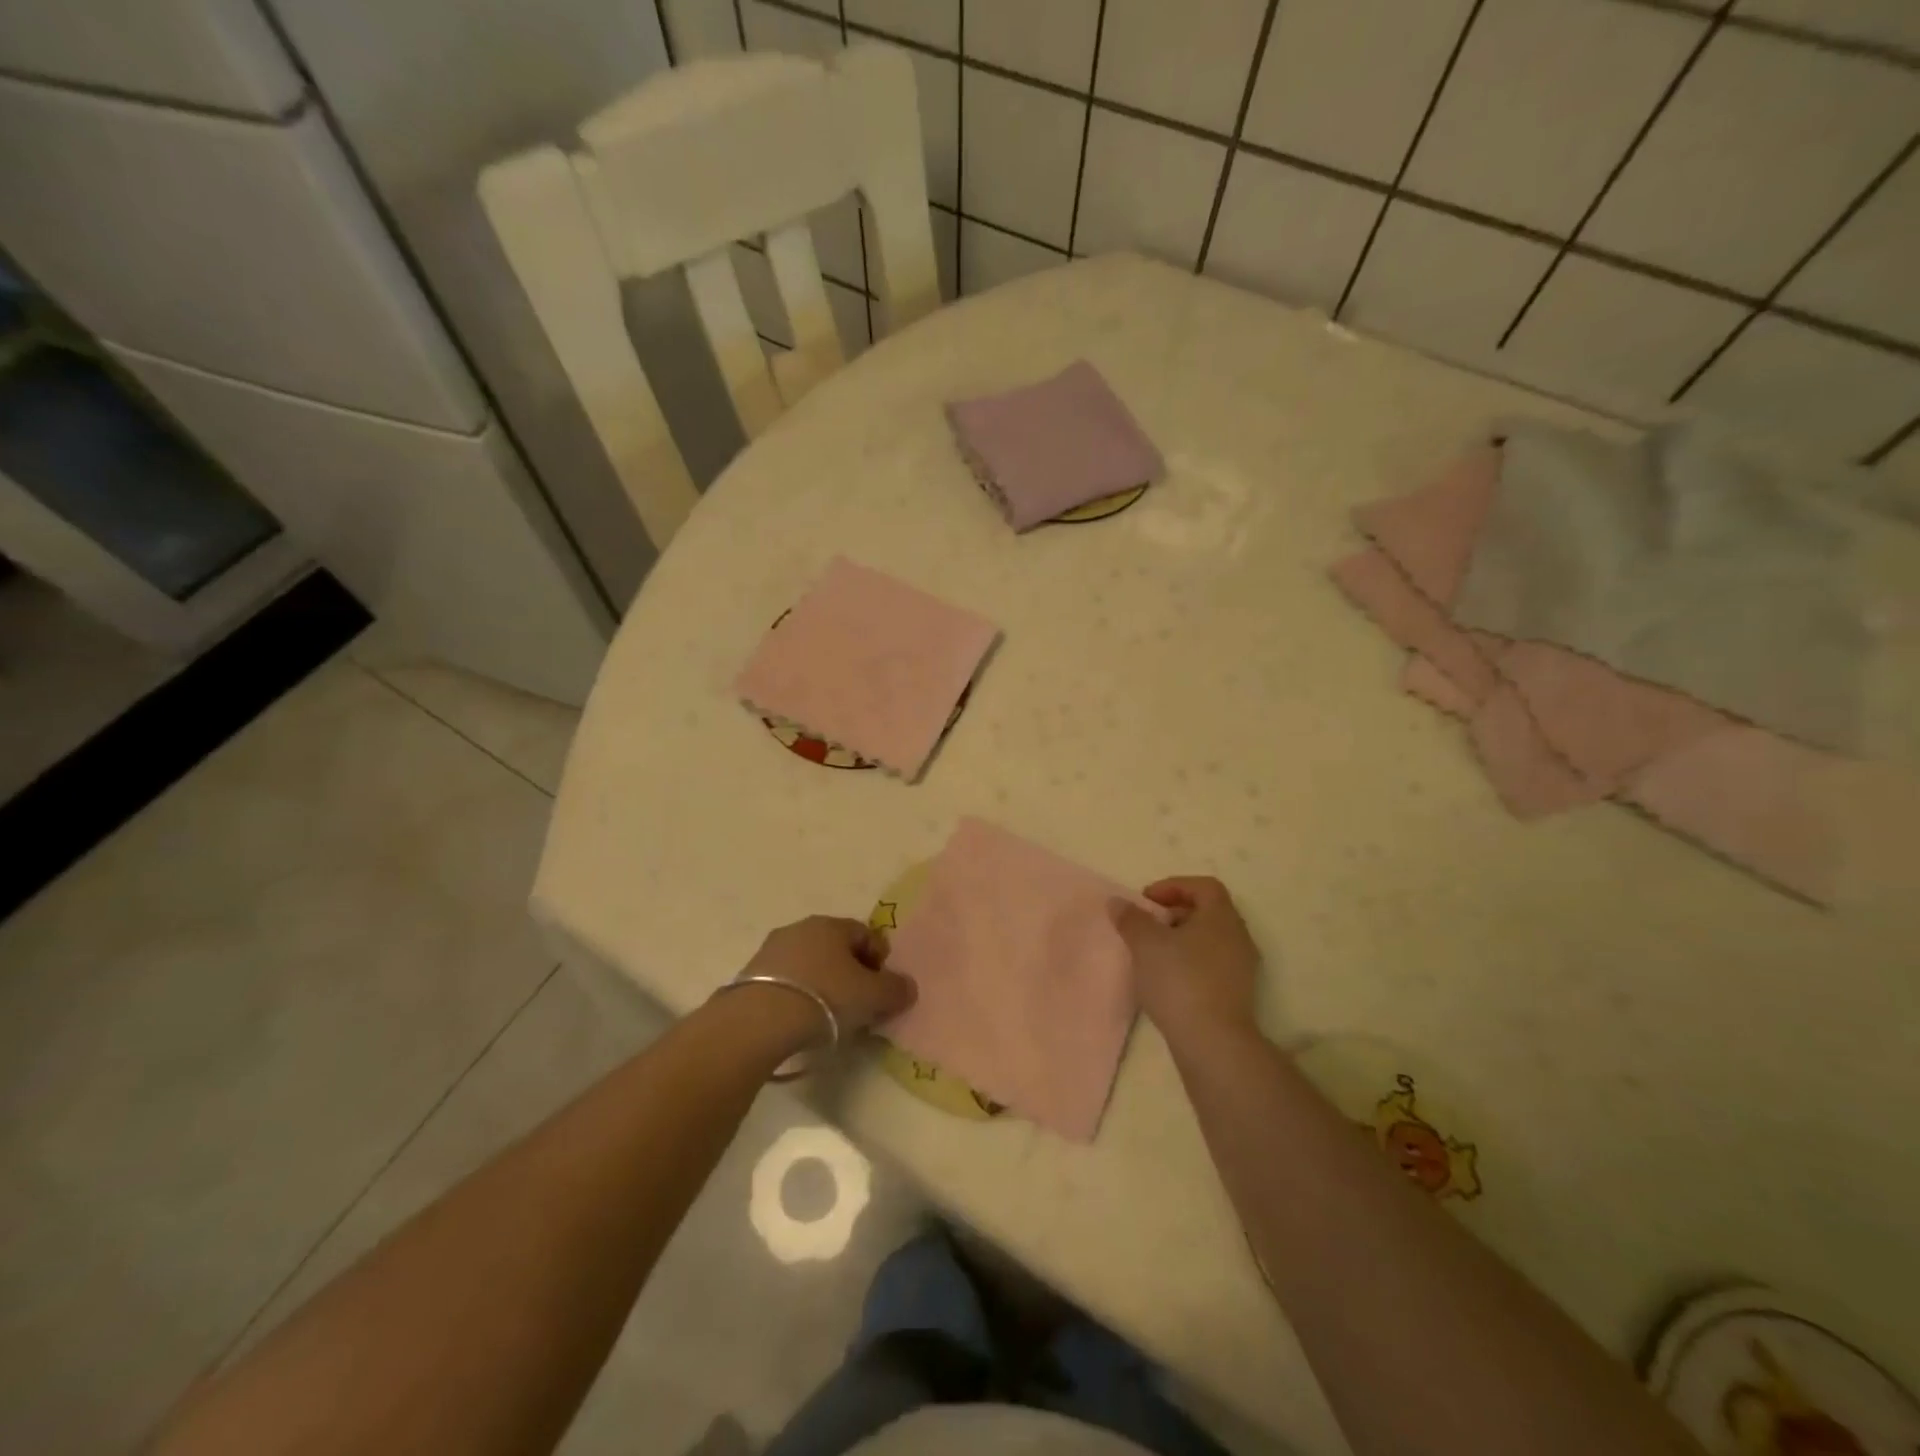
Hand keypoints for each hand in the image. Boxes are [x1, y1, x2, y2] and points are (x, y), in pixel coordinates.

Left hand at [735, 915, 917, 1053]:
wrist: (758, 1021)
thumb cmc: (825, 998)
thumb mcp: (871, 996)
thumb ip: (895, 989)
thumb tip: (908, 986)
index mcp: (831, 925)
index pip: (866, 934)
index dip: (880, 960)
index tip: (882, 989)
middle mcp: (801, 928)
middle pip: (836, 948)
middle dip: (851, 973)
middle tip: (859, 1004)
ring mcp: (772, 950)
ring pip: (810, 964)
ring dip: (823, 984)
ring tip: (829, 1018)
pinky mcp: (750, 975)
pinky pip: (787, 982)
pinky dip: (798, 996)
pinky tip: (800, 1020)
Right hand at [1114, 877, 1261, 1048]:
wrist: (1213, 1043)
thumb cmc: (1180, 981)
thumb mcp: (1145, 944)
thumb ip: (1131, 919)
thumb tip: (1118, 902)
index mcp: (1221, 917)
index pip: (1204, 886)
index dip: (1173, 886)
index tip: (1147, 901)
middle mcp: (1238, 936)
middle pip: (1208, 911)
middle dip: (1175, 913)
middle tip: (1148, 925)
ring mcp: (1242, 967)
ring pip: (1210, 940)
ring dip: (1181, 939)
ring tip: (1153, 954)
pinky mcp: (1237, 993)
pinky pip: (1212, 964)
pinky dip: (1190, 962)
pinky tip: (1168, 980)